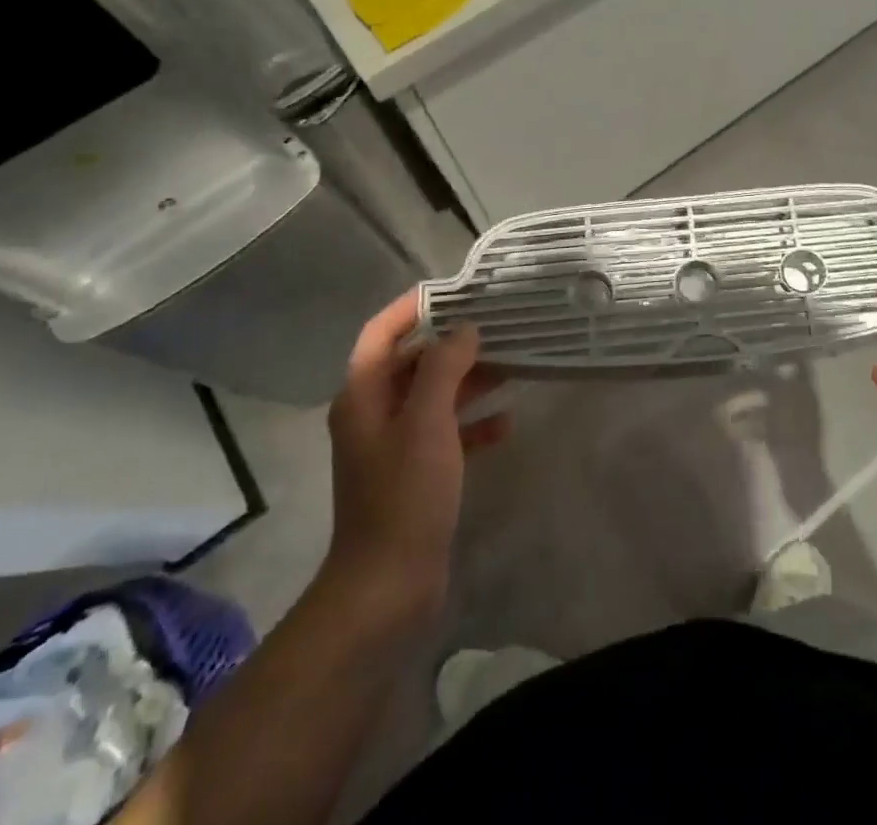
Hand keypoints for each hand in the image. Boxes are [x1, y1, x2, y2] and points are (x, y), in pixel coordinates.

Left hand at [322, 289, 508, 623]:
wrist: (388, 586)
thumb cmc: (404, 494)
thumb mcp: (426, 422)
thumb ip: (444, 367)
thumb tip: (464, 328)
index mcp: (364, 395)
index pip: (382, 331)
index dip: (414, 306)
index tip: (457, 289)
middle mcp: (374, 413)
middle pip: (413, 360)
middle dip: (453, 342)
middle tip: (498, 324)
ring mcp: (395, 444)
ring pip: (435, 395)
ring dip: (469, 379)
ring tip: (513, 364)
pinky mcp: (417, 473)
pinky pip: (447, 432)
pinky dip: (474, 423)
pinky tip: (507, 423)